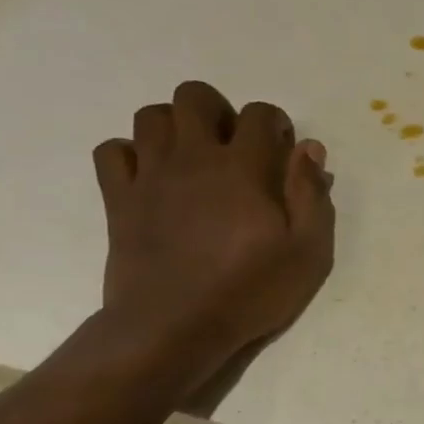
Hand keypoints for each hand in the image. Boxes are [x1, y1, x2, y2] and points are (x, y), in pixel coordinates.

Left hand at [92, 80, 334, 394]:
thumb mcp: (308, 251)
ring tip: (194, 158)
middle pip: (194, 97)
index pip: (258, 114)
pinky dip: (131, 154)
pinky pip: (112, 151)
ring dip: (176, 127)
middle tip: (234, 147)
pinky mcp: (119, 198)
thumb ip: (312, 195)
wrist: (175, 326)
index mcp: (244, 168)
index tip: (282, 149)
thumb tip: (309, 149)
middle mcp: (193, 157)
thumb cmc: (251, 291)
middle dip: (218, 110)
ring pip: (151, 116)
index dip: (274, 123)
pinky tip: (153, 178)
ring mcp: (150, 175)